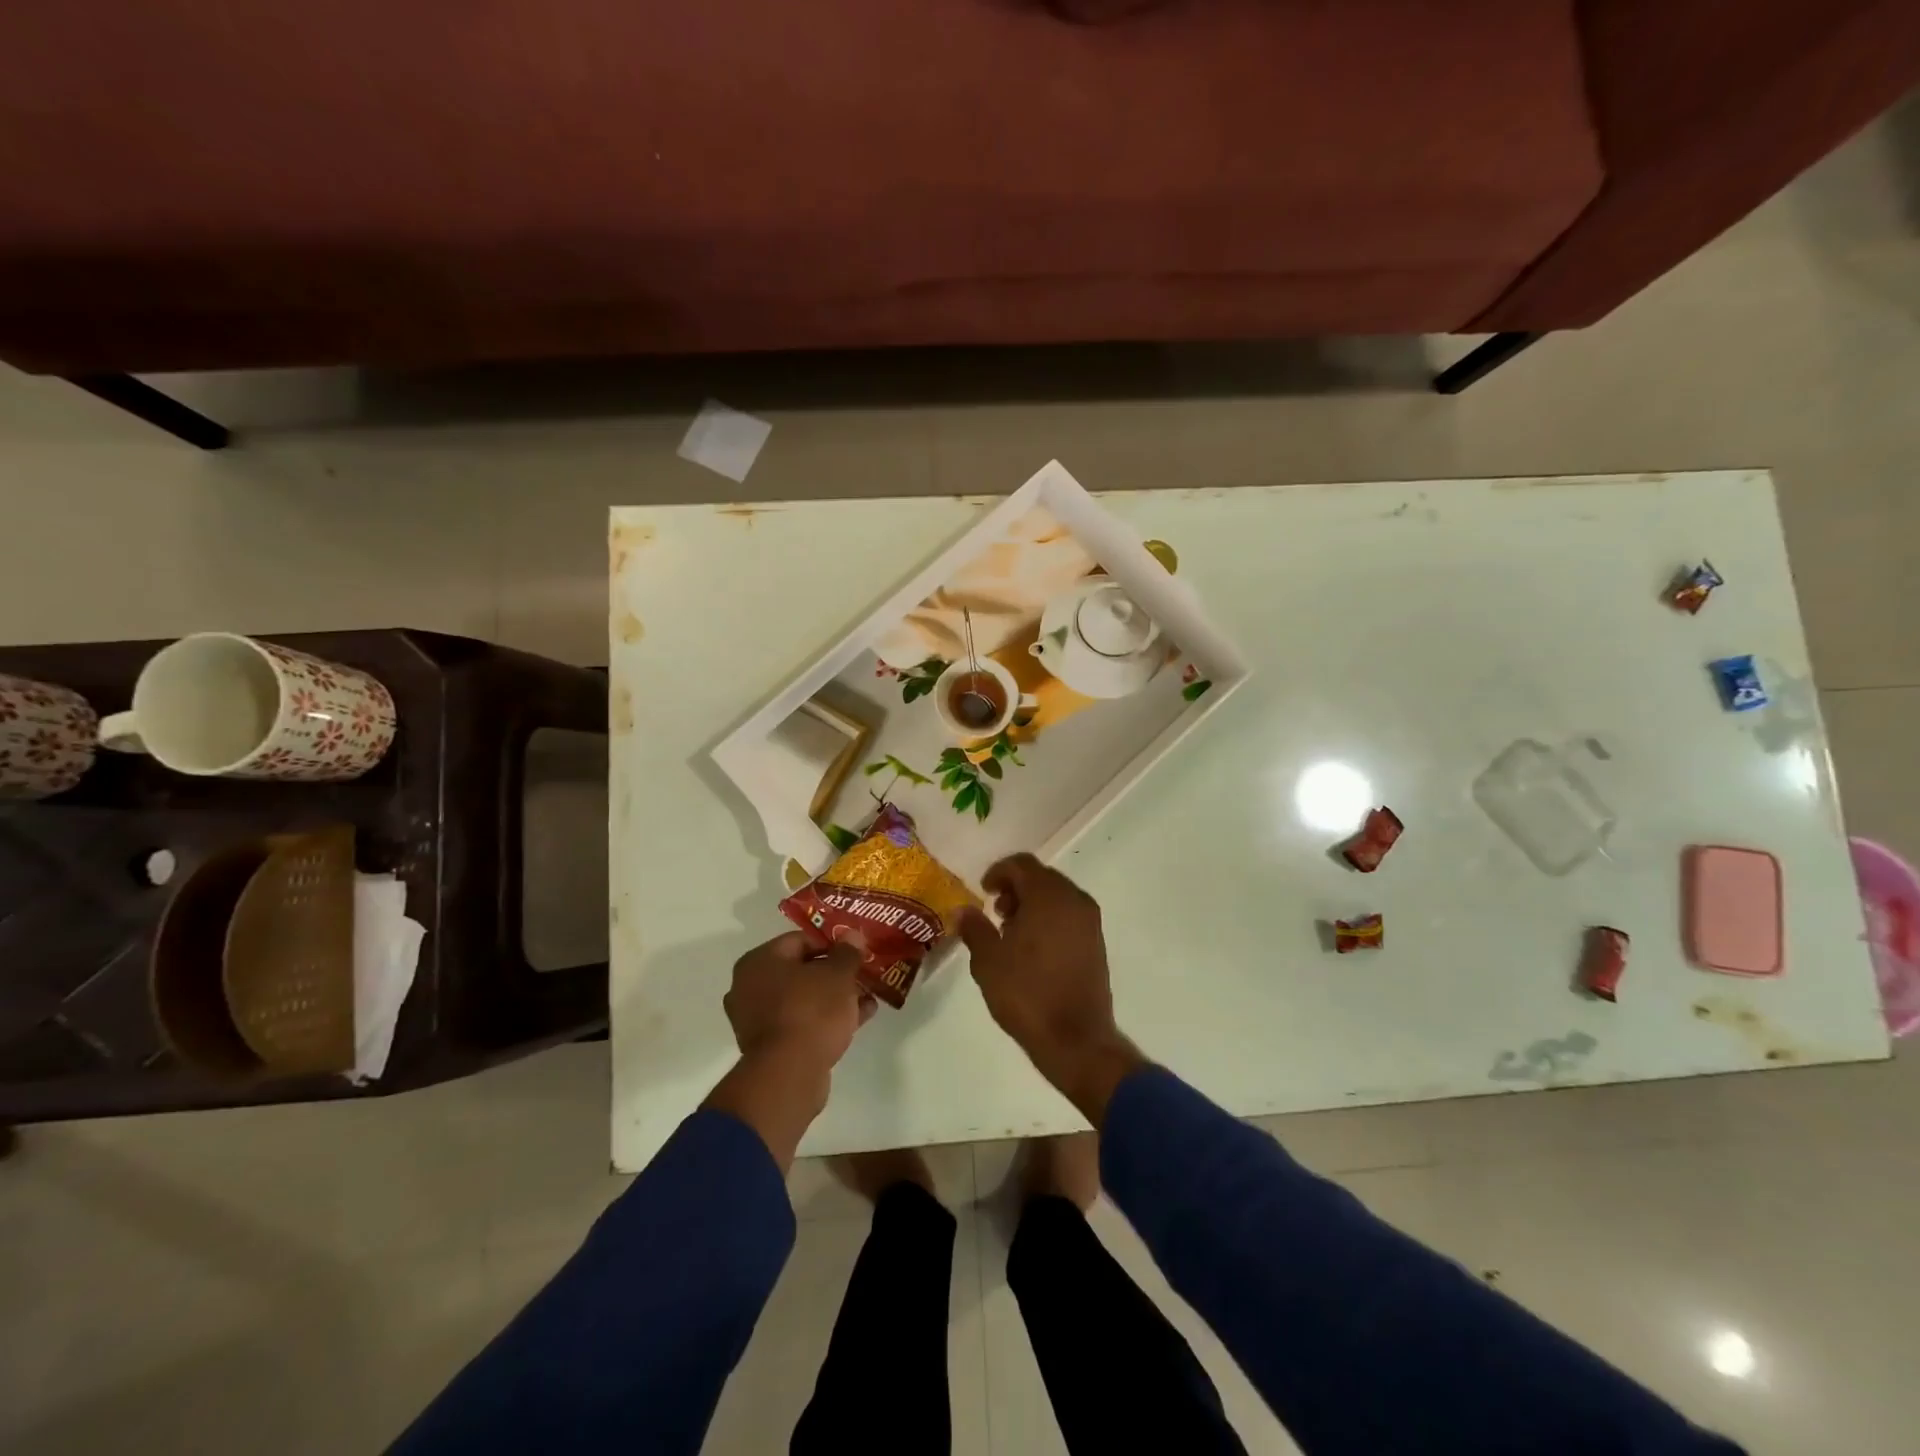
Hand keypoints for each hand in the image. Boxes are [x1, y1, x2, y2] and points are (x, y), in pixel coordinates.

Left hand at [705, 931, 873, 1170]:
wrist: (789, 1075)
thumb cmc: (811, 1011)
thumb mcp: (838, 975)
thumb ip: (847, 952)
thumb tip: (852, 935)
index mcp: (759, 962)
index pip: (800, 940)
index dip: (831, 943)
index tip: (856, 951)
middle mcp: (749, 987)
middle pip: (800, 971)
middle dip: (833, 973)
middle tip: (861, 974)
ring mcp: (756, 1020)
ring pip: (802, 999)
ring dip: (833, 997)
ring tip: (867, 997)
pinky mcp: (769, 1047)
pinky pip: (801, 1022)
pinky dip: (826, 1019)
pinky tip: (859, 1018)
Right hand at [959, 854, 1144, 1122]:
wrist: (1076, 1039)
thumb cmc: (1027, 994)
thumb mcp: (988, 961)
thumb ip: (975, 929)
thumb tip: (964, 910)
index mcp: (1048, 895)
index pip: (1022, 864)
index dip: (998, 872)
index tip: (983, 892)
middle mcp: (1074, 900)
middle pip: (1041, 877)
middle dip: (1015, 888)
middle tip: (995, 912)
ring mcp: (1090, 921)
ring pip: (1056, 896)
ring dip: (1032, 904)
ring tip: (1010, 932)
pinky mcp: (1096, 942)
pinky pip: (1068, 915)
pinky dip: (1048, 919)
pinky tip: (1032, 947)